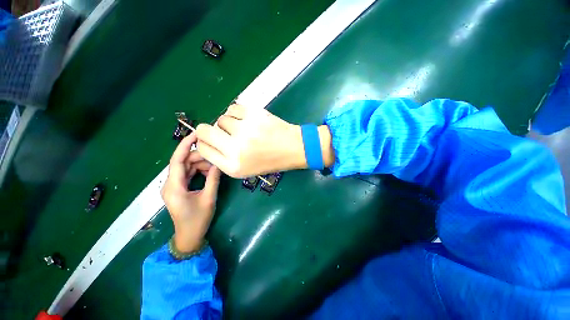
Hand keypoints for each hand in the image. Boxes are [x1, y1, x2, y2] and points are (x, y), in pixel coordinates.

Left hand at [161, 134, 220, 252]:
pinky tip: (209, 171)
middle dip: (198, 157)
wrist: (189, 236)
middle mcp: (170, 184)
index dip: (185, 145)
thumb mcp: (208, 198)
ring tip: (215, 165)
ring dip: (200, 164)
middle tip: (216, 156)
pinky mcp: (178, 188)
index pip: (177, 160)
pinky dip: (198, 170)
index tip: (196, 134)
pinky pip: (187, 173)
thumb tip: (219, 164)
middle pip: (182, 162)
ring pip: (185, 167)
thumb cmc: (198, 220)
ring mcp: (173, 186)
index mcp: (174, 186)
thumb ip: (213, 179)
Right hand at [195, 104, 334, 177]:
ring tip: (242, 128)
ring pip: (220, 119)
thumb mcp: (245, 169)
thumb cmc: (270, 161)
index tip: (210, 140)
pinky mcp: (254, 115)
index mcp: (233, 166)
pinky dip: (236, 113)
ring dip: (228, 123)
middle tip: (220, 131)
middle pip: (203, 131)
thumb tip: (207, 142)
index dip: (204, 143)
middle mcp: (235, 149)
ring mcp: (245, 130)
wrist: (293, 148)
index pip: (203, 149)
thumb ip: (224, 159)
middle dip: (207, 130)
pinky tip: (246, 119)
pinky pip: (233, 108)